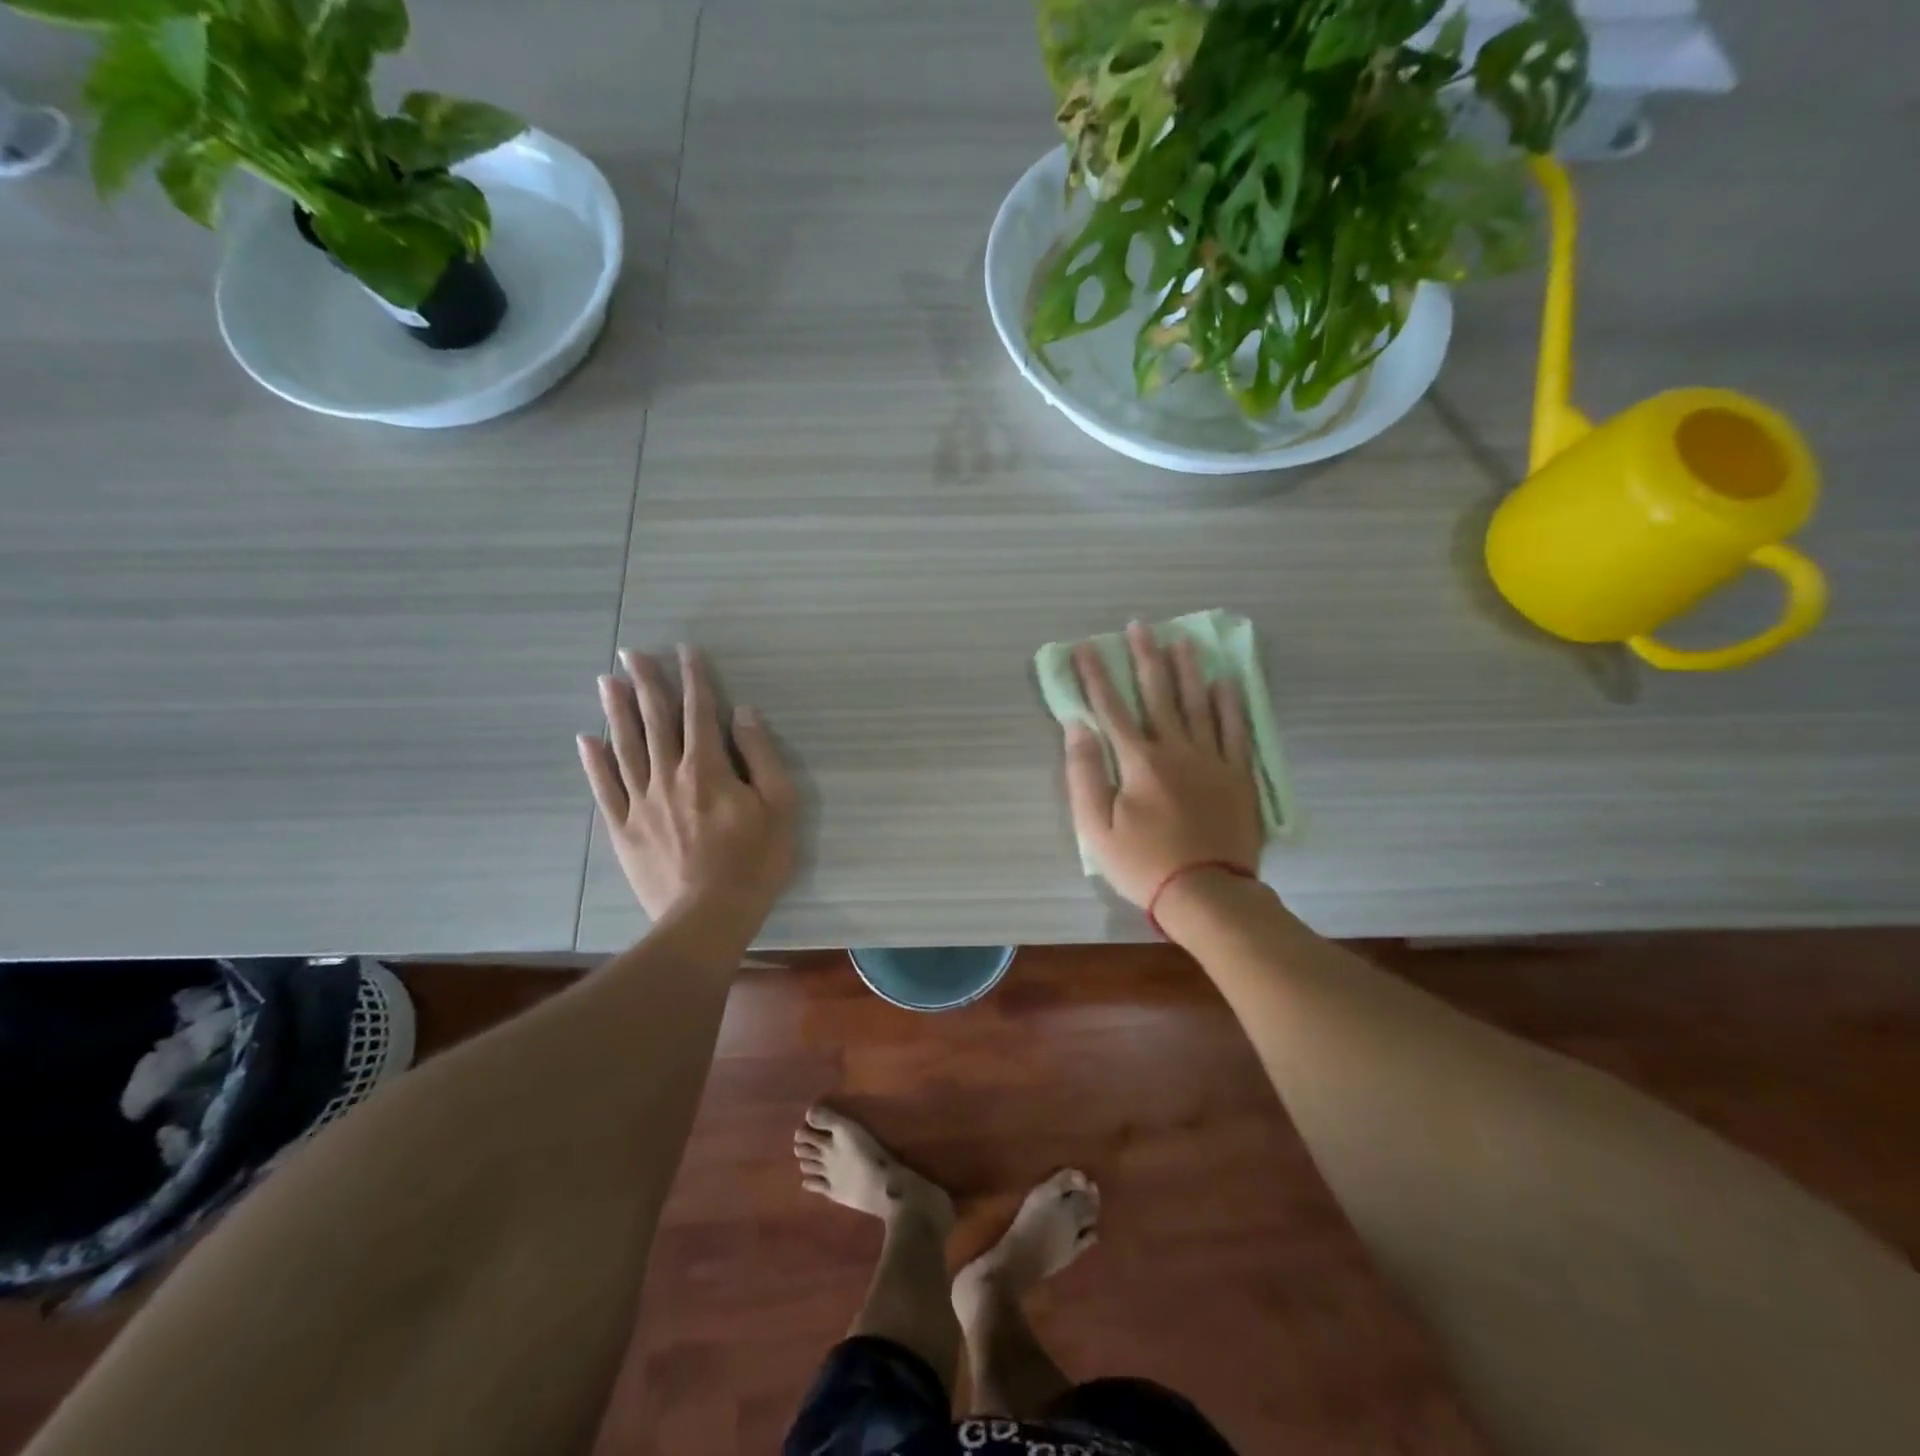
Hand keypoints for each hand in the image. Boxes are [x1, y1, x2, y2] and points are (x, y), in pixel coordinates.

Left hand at [577, 645, 797, 922]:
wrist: (708, 917)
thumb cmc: (755, 861)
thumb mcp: (780, 806)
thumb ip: (761, 756)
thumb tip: (743, 714)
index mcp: (709, 768)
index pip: (700, 712)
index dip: (693, 678)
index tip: (684, 650)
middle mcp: (669, 775)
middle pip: (655, 721)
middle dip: (646, 683)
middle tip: (631, 652)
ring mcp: (641, 802)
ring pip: (626, 747)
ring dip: (616, 711)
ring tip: (605, 681)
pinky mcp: (624, 829)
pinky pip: (605, 789)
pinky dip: (595, 763)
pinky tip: (587, 740)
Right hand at [1062, 622, 1262, 908]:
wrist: (1207, 894)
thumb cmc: (1144, 864)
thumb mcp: (1097, 829)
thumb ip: (1085, 775)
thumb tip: (1077, 727)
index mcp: (1139, 762)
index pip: (1111, 708)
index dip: (1095, 676)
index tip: (1085, 647)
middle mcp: (1176, 749)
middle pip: (1158, 694)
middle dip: (1144, 658)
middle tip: (1139, 625)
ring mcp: (1212, 760)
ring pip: (1198, 704)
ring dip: (1187, 669)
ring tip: (1181, 639)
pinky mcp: (1237, 776)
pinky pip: (1235, 731)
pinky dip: (1229, 704)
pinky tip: (1224, 682)